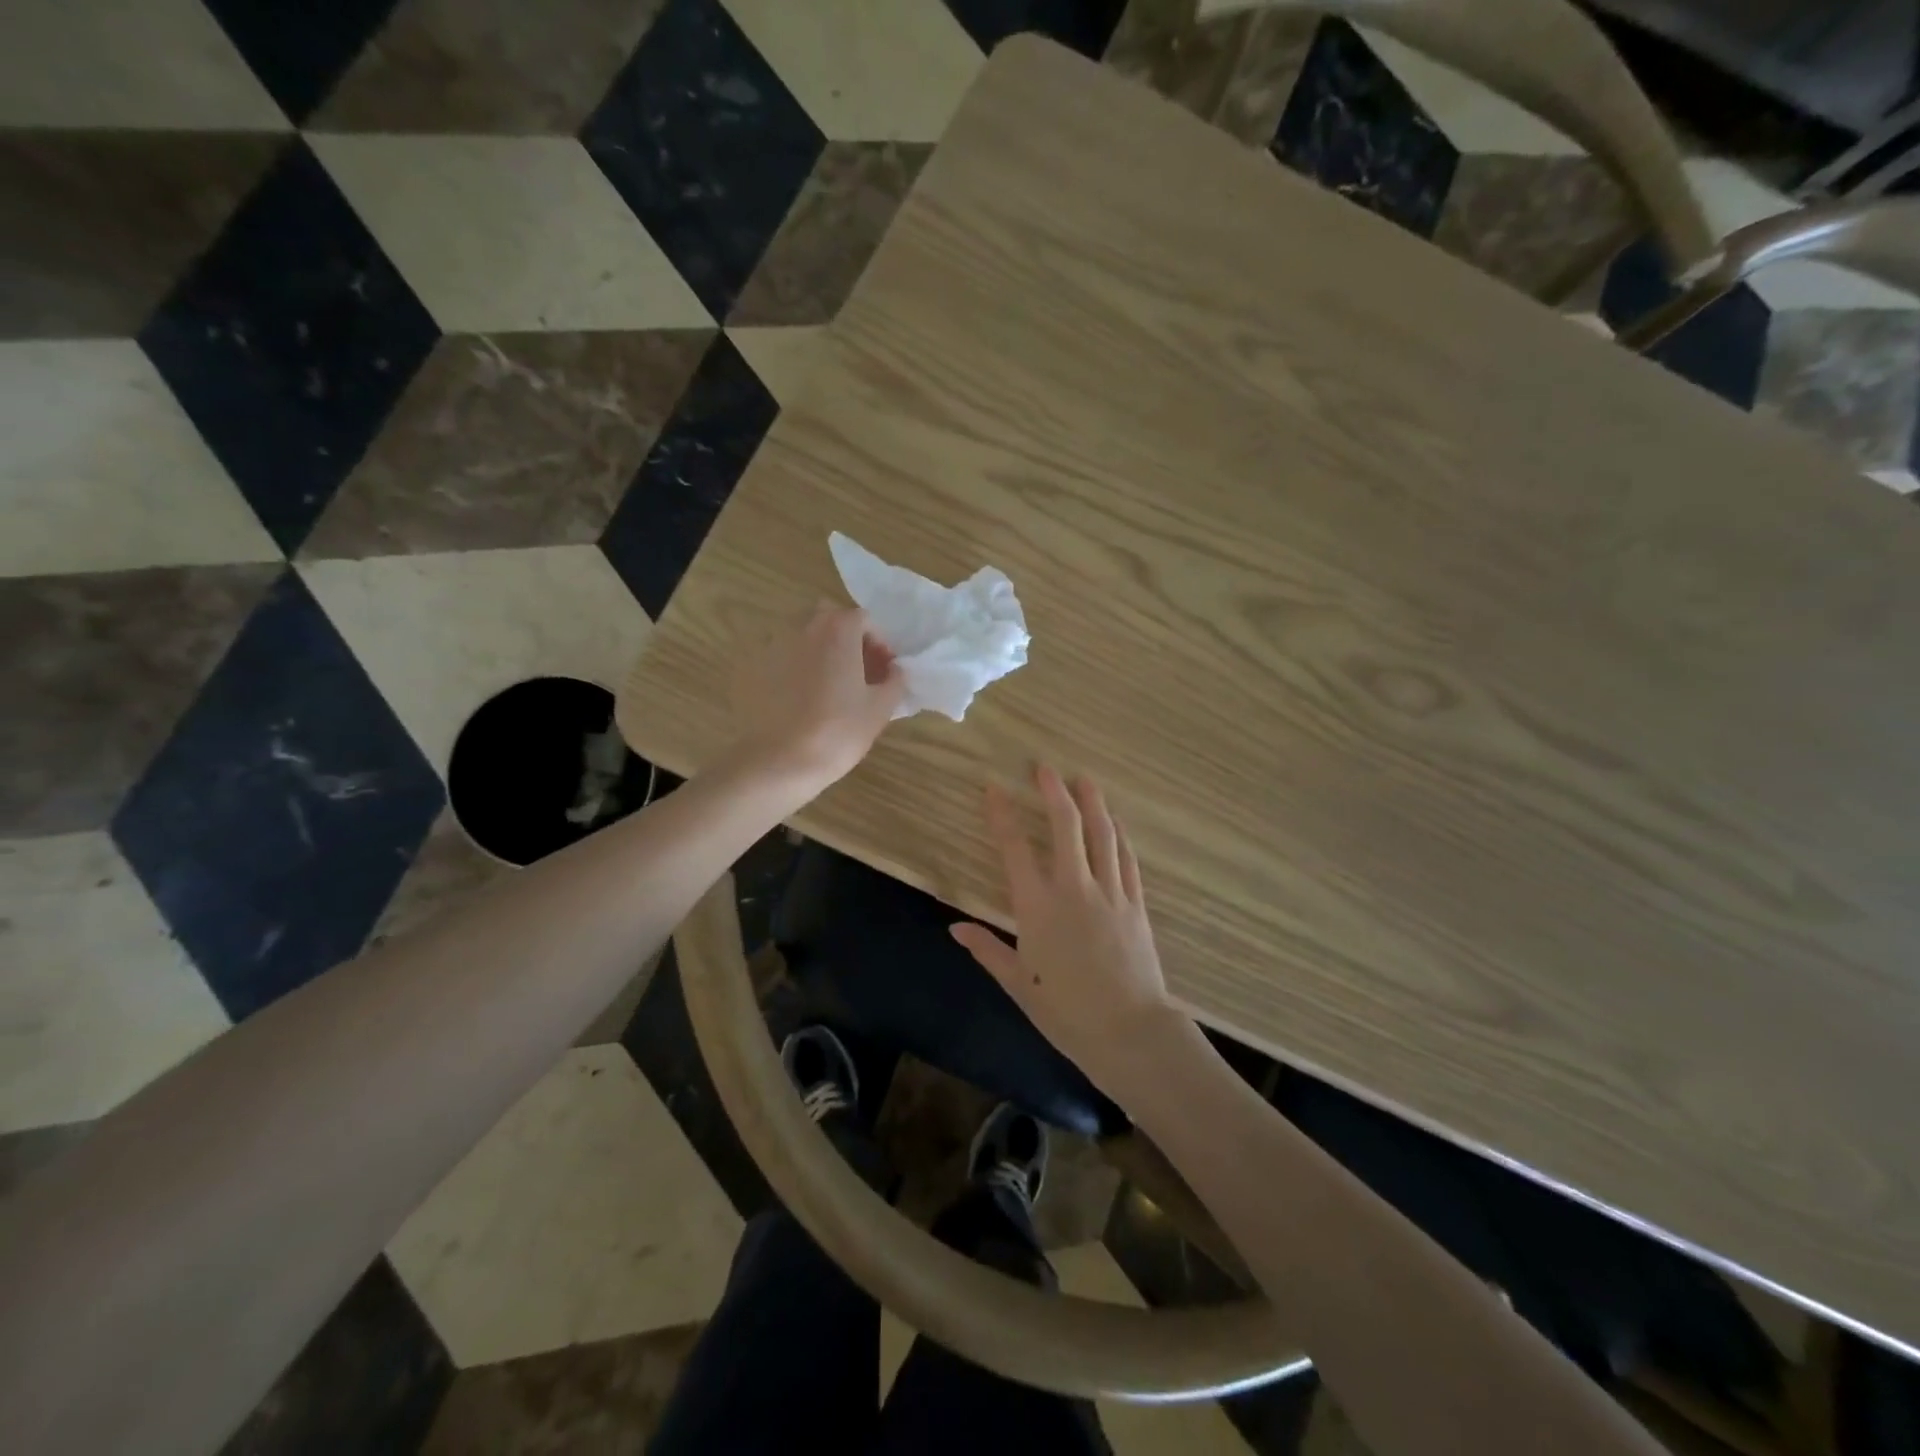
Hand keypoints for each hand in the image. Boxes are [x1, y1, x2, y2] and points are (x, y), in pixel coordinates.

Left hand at [730, 604, 905, 792]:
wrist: (781, 760)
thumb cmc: (839, 731)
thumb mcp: (880, 708)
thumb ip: (894, 680)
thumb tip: (895, 670)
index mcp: (838, 631)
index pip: (863, 618)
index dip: (878, 641)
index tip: (884, 668)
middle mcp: (805, 628)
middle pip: (831, 620)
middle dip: (848, 639)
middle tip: (860, 672)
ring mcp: (776, 646)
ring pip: (805, 637)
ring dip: (823, 652)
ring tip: (832, 687)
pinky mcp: (756, 668)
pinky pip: (785, 658)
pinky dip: (798, 668)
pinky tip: (804, 699)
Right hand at [950, 765, 1180, 1095]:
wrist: (1129, 1031)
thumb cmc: (1066, 1011)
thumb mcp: (1018, 984)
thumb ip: (987, 950)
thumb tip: (954, 928)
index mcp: (1038, 907)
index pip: (1015, 848)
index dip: (1002, 814)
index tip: (993, 787)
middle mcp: (1074, 888)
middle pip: (1066, 826)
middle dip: (1054, 792)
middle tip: (1044, 767)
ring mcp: (1110, 892)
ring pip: (1102, 834)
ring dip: (1092, 802)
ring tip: (1083, 778)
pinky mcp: (1135, 903)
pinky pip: (1127, 858)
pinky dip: (1119, 834)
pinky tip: (1115, 821)